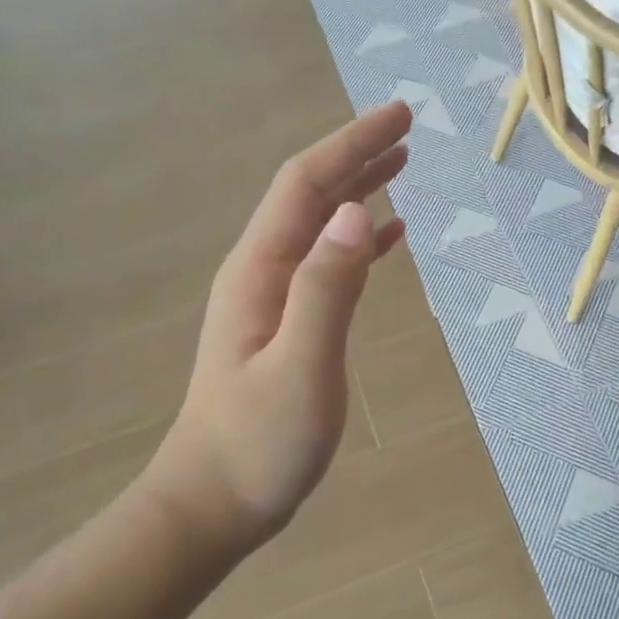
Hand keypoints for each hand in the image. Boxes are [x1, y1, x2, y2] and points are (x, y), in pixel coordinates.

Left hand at [168, 102, 411, 540]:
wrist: (212, 503)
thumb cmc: (258, 443)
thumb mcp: (301, 365)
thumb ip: (327, 288)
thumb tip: (359, 212)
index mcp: (261, 269)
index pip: (307, 184)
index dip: (352, 143)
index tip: (400, 116)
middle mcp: (262, 270)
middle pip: (311, 194)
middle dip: (357, 154)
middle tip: (407, 128)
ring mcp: (271, 296)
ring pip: (319, 224)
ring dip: (358, 189)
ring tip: (401, 165)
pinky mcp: (285, 322)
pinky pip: (326, 261)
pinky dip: (359, 239)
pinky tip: (388, 237)